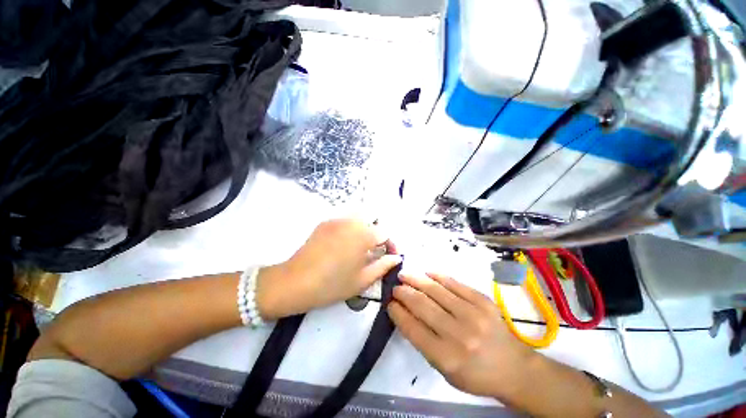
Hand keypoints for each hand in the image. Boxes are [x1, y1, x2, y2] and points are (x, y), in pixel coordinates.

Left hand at [257, 219, 401, 318]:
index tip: (389, 257)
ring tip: (359, 249)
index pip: (385, 233)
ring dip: (364, 231)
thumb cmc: (332, 284)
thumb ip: (383, 266)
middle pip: (373, 223)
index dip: (391, 245)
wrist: (294, 282)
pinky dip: (350, 230)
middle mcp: (352, 221)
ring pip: (359, 220)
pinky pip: (344, 222)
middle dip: (377, 236)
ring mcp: (337, 220)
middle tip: (374, 253)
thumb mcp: (363, 280)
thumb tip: (396, 258)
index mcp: (364, 235)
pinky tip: (342, 246)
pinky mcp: (325, 223)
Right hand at [388, 272, 533, 397]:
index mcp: (447, 358)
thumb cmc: (476, 374)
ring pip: (436, 290)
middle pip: (422, 305)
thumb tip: (405, 313)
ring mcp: (473, 315)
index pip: (413, 328)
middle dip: (404, 293)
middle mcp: (459, 335)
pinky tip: (427, 273)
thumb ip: (424, 342)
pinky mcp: (483, 301)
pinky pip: (455, 283)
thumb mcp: (445, 370)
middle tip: (395, 287)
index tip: (390, 303)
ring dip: (416, 280)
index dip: (397, 312)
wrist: (514, 368)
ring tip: (404, 274)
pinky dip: (438, 276)